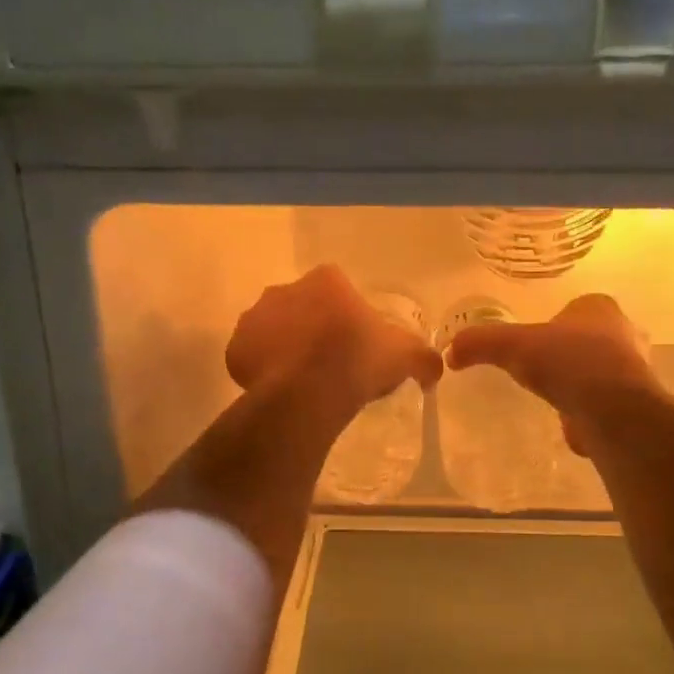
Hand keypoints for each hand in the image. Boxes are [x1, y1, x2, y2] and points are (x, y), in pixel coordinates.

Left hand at [227, 265, 442, 411]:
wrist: (309, 392)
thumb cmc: (359, 361)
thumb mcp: (405, 356)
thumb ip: (424, 358)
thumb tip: (437, 369)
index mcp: (325, 281)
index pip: (338, 289)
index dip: (347, 316)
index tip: (355, 343)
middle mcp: (284, 289)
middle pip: (302, 307)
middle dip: (313, 328)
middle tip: (329, 363)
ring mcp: (255, 318)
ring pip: (274, 330)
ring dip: (286, 347)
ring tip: (304, 381)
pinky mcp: (236, 349)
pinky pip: (252, 356)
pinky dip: (263, 370)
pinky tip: (281, 390)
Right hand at [445, 294, 659, 453]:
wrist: (612, 409)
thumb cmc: (567, 363)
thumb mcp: (512, 346)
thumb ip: (480, 343)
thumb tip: (450, 352)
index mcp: (600, 308)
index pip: (575, 308)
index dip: (554, 324)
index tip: (534, 345)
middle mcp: (625, 333)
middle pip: (591, 339)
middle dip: (570, 353)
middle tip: (543, 370)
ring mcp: (635, 369)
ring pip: (601, 370)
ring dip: (581, 383)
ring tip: (555, 397)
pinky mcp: (635, 404)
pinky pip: (605, 402)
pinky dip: (588, 410)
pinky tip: (571, 421)